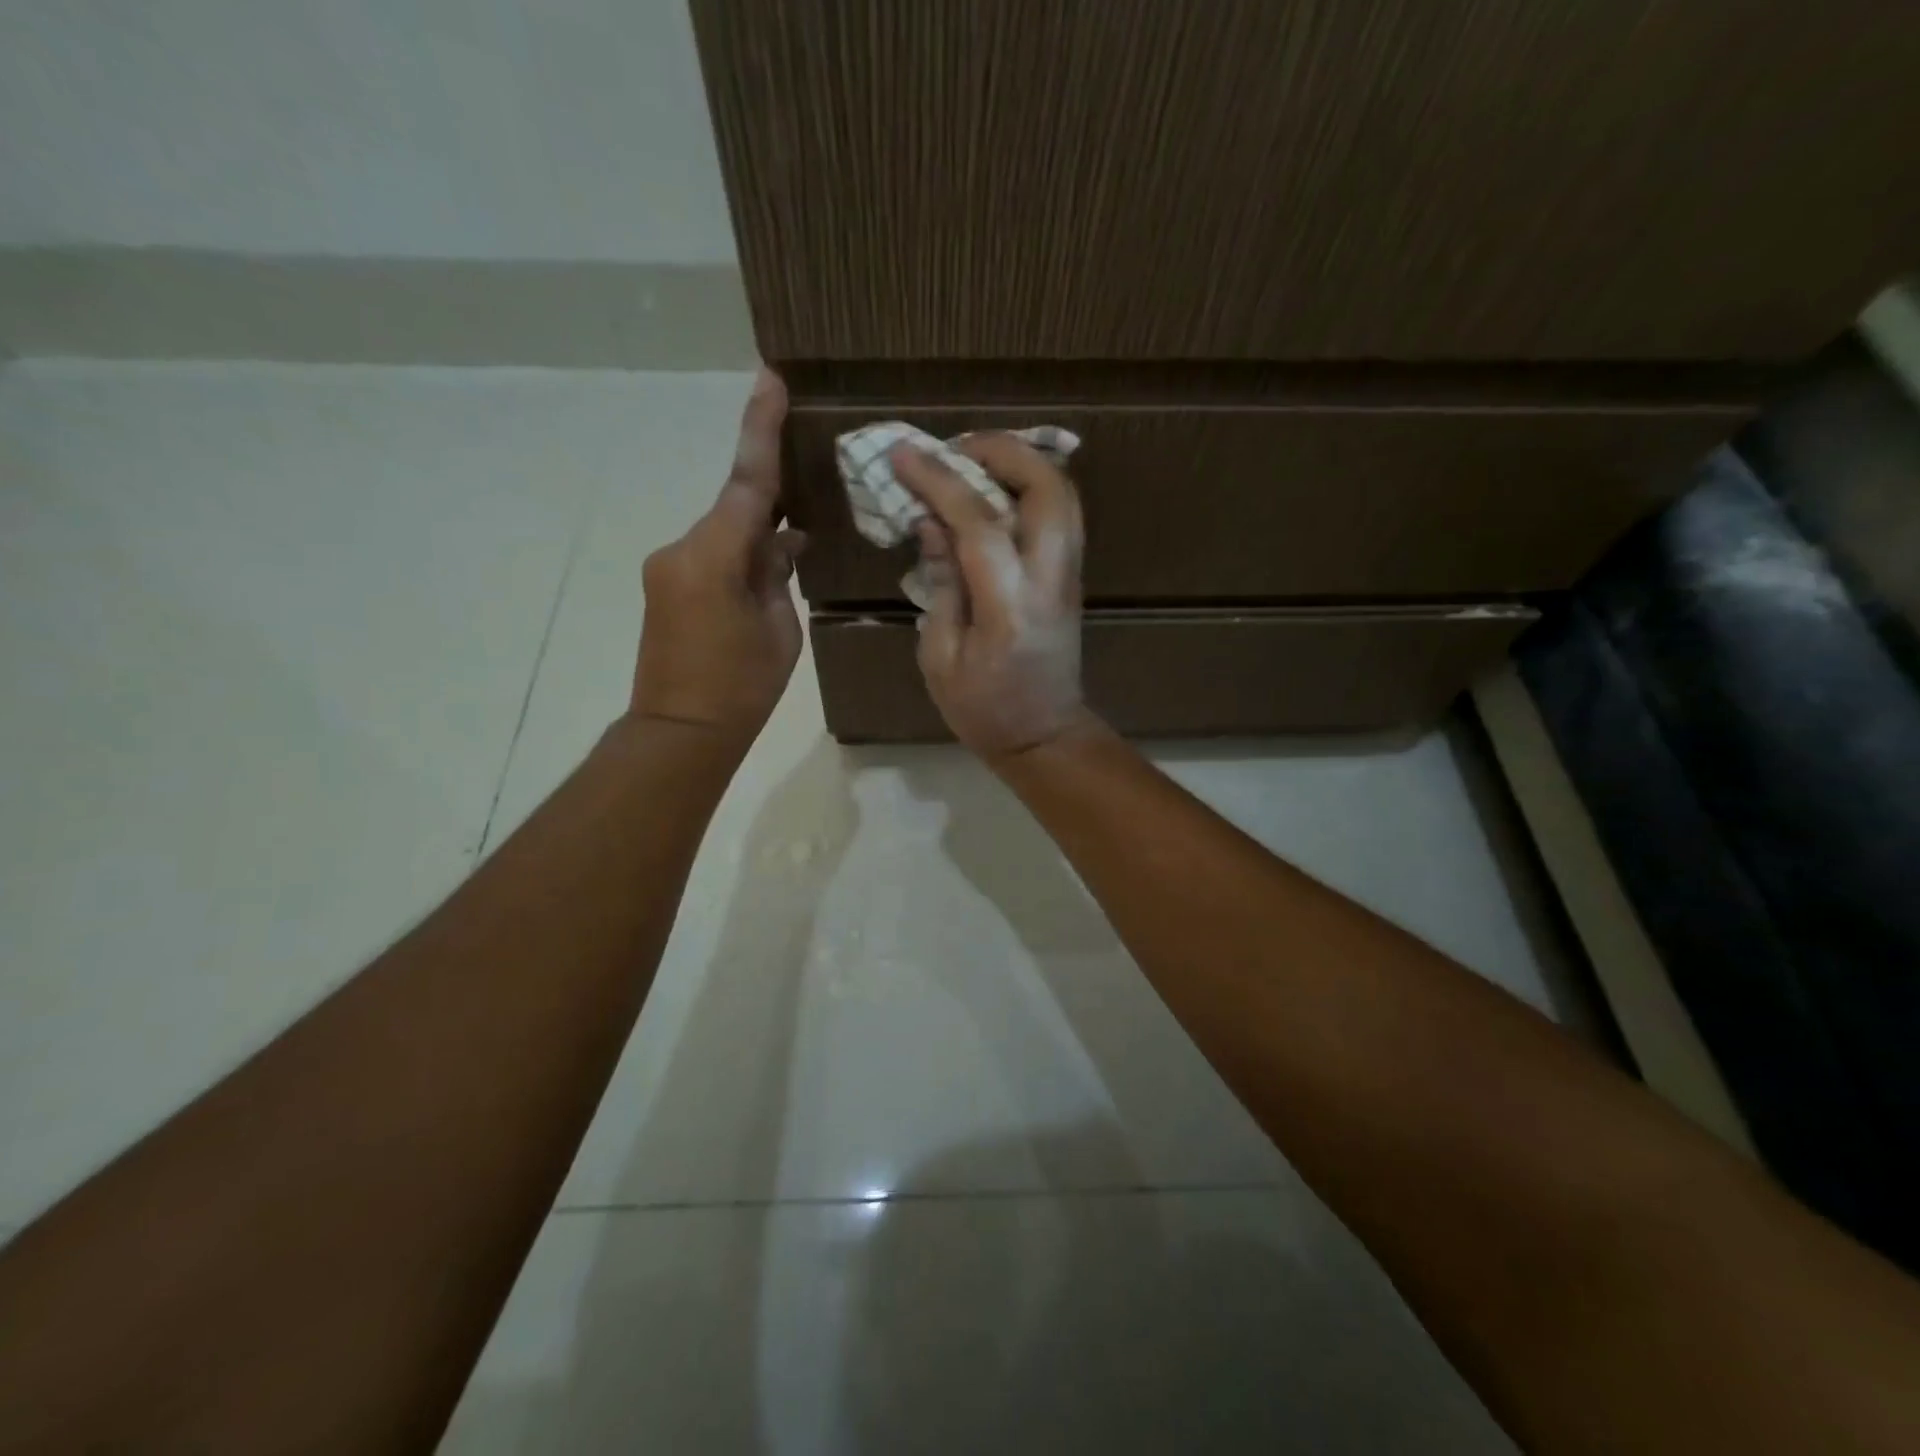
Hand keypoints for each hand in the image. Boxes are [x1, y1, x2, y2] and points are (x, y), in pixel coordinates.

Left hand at [631, 369, 805, 747]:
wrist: (680, 733)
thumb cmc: (741, 687)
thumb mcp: (779, 630)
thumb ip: (778, 576)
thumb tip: (784, 544)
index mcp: (714, 555)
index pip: (747, 480)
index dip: (761, 428)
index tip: (770, 377)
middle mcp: (683, 547)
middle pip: (735, 506)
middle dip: (773, 499)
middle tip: (812, 481)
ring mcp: (670, 566)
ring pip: (725, 532)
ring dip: (759, 537)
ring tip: (797, 551)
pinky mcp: (667, 586)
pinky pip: (712, 554)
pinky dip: (741, 556)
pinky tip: (769, 574)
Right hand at [892, 433, 1097, 760]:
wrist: (1044, 737)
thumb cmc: (983, 710)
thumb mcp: (940, 658)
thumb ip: (939, 585)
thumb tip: (931, 523)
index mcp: (1010, 607)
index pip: (980, 523)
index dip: (939, 481)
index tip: (903, 453)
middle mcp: (1051, 580)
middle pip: (1048, 488)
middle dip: (1002, 451)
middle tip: (954, 449)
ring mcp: (1070, 576)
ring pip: (1063, 494)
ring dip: (1021, 463)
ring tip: (971, 462)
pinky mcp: (1072, 577)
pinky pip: (1060, 513)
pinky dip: (1029, 487)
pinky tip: (994, 490)